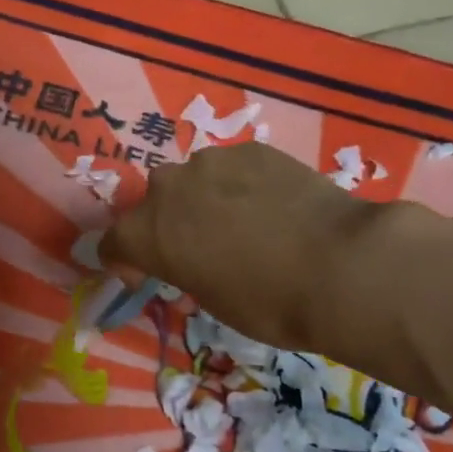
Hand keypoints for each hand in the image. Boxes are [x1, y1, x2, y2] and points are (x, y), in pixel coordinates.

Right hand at [99, 143, 450, 368]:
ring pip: (194, 180)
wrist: (340, 264)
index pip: (113, 243)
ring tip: (240, 223)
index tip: (143, 275)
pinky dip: (240, 186)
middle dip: (166, 225)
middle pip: (152, 204)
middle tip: (196, 248)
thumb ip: (186, 269)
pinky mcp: (251, 149)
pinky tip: (271, 206)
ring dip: (202, 200)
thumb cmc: (268, 302)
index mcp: (146, 232)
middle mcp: (168, 188)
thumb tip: (195, 259)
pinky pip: (232, 168)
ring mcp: (211, 162)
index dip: (124, 262)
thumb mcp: (212, 299)